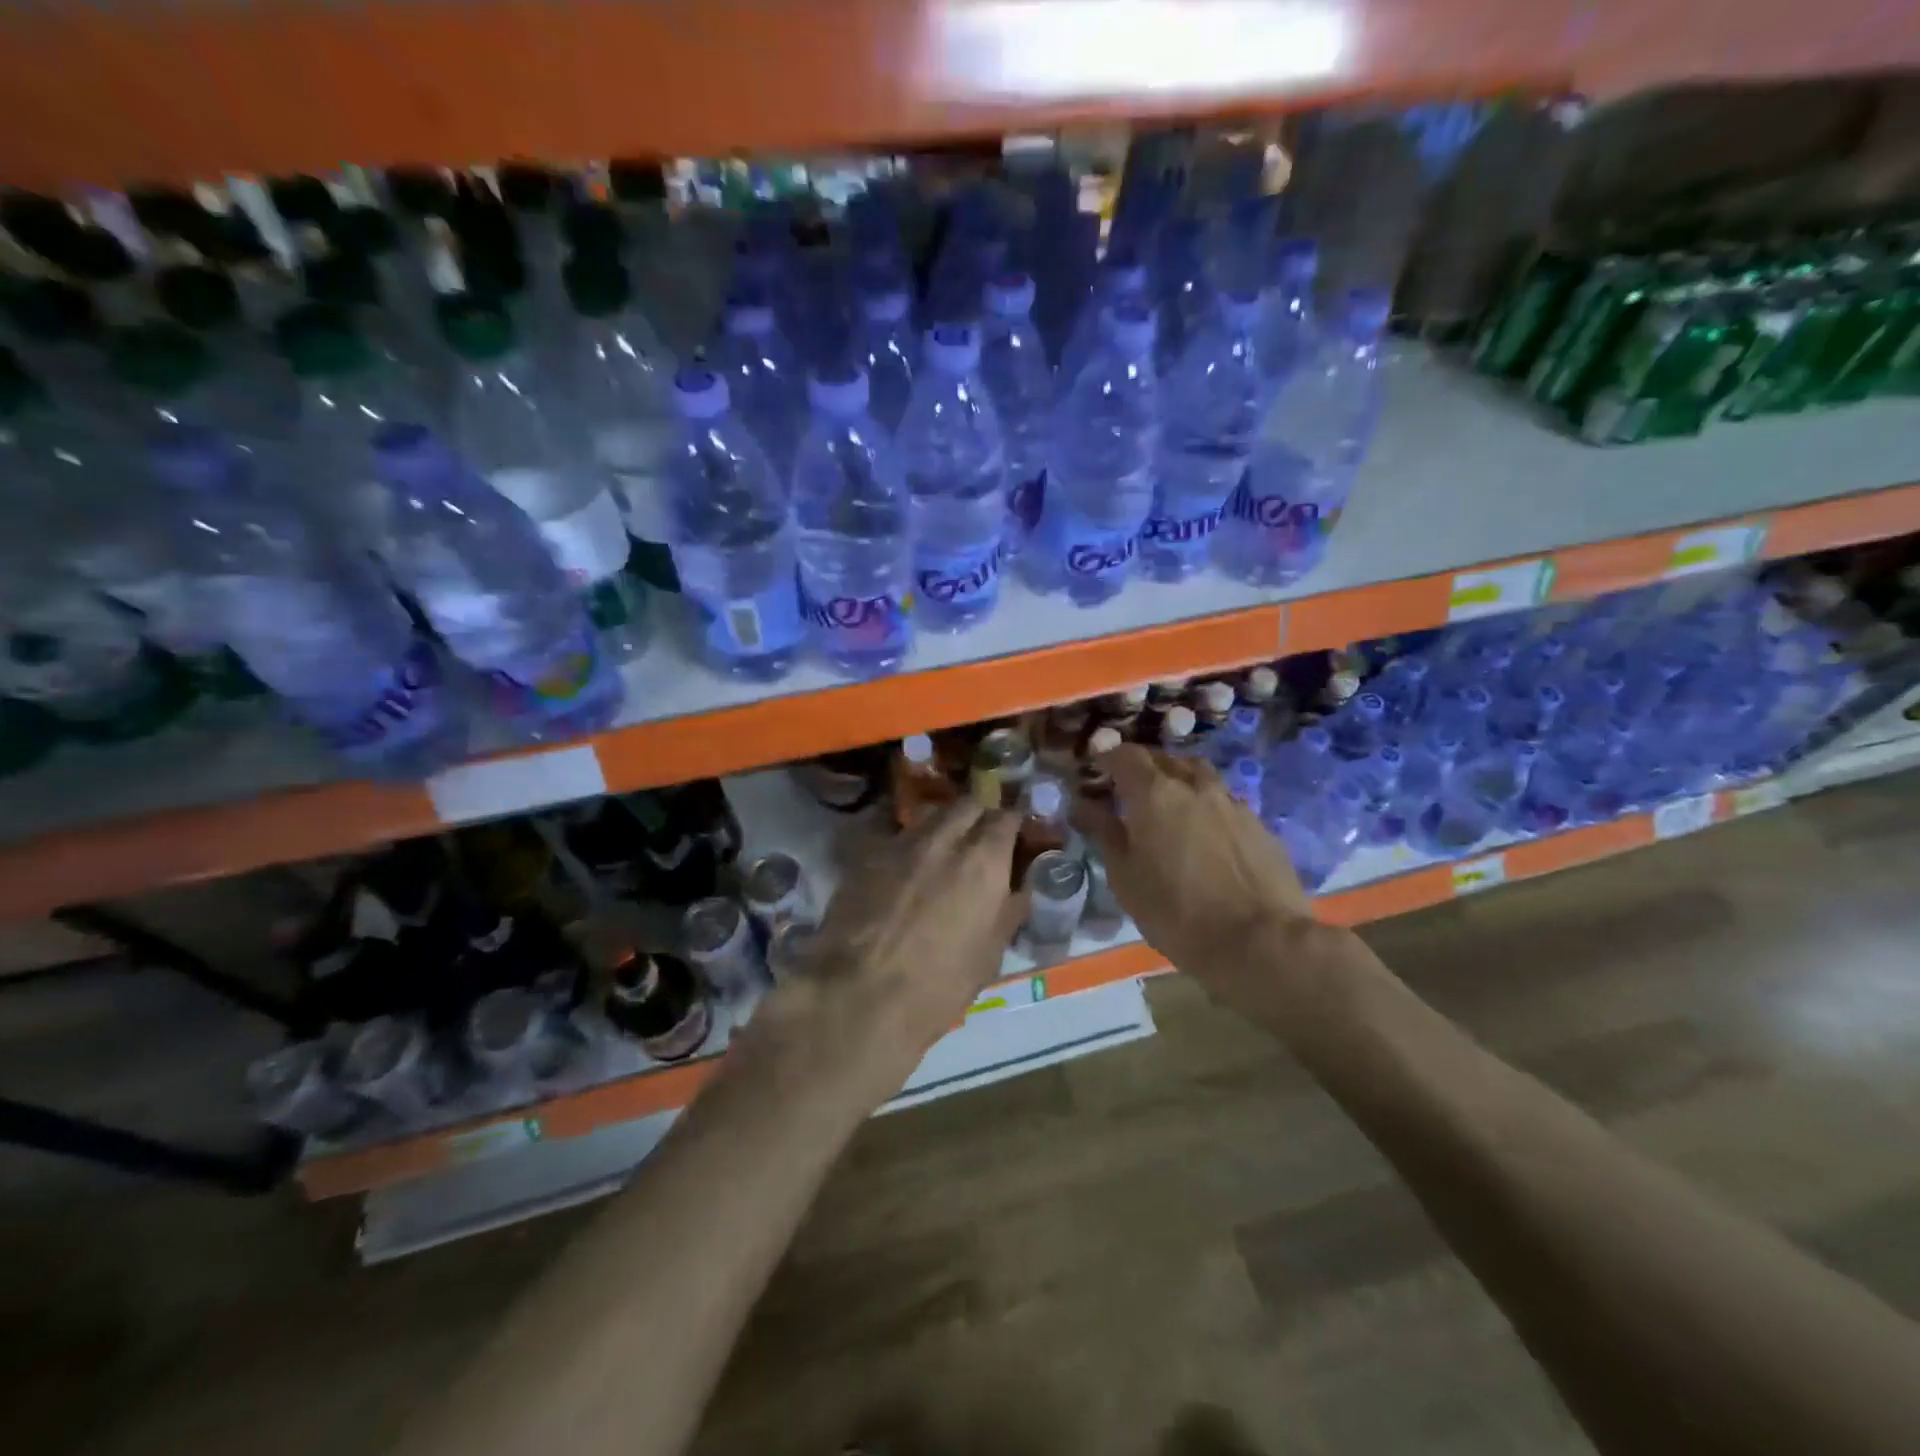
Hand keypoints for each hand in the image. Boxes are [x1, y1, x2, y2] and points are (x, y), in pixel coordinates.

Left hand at [731, 802, 1025, 1110]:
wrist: (859, 996)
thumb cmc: (937, 986)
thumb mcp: (988, 955)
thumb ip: (1007, 911)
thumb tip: (1018, 889)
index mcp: (982, 861)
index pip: (1006, 817)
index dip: (1013, 824)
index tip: (1016, 836)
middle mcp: (943, 838)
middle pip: (966, 805)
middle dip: (978, 816)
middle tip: (980, 841)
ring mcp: (899, 843)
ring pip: (930, 818)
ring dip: (943, 828)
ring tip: (942, 855)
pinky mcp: (864, 856)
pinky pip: (895, 840)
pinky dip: (908, 850)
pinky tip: (904, 874)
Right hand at [1074, 745, 1315, 991]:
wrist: (1260, 941)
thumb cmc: (1176, 911)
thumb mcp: (1125, 877)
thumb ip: (1104, 832)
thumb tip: (1084, 804)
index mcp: (1155, 793)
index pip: (1126, 756)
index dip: (1108, 757)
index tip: (1096, 767)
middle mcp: (1195, 786)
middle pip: (1165, 760)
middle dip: (1144, 768)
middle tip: (1129, 790)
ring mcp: (1232, 803)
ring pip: (1200, 777)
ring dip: (1179, 782)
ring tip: (1169, 807)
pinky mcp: (1260, 825)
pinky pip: (1224, 803)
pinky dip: (1206, 808)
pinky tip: (1205, 836)